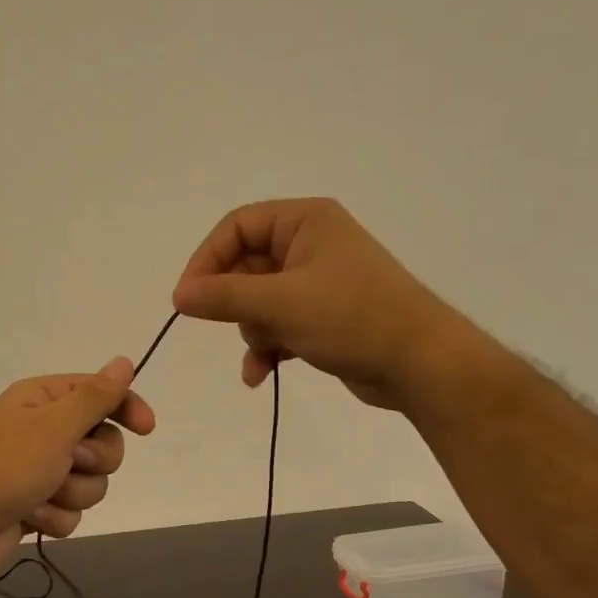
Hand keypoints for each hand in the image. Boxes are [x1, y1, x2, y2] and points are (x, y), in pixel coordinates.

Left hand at [0, 358, 156, 580]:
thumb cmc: (2, 467)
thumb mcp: (53, 426)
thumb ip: (94, 397)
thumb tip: (124, 362)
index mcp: (43, 401)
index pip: (101, 394)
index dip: (126, 408)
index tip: (145, 429)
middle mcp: (43, 431)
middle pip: (104, 444)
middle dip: (92, 462)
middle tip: (67, 464)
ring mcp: (39, 471)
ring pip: (91, 483)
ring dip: (71, 494)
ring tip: (39, 496)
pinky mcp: (36, 505)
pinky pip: (71, 511)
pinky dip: (54, 517)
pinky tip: (29, 518)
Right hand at [171, 198, 430, 408]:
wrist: (418, 362)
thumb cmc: (350, 317)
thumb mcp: (280, 303)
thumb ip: (224, 296)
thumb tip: (179, 295)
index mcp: (305, 221)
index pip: (237, 227)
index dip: (207, 260)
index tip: (187, 299)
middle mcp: (311, 245)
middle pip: (245, 266)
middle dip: (235, 304)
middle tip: (228, 326)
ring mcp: (317, 283)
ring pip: (259, 302)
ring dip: (252, 332)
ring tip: (263, 353)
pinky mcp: (322, 318)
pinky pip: (278, 326)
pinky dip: (267, 349)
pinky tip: (260, 376)